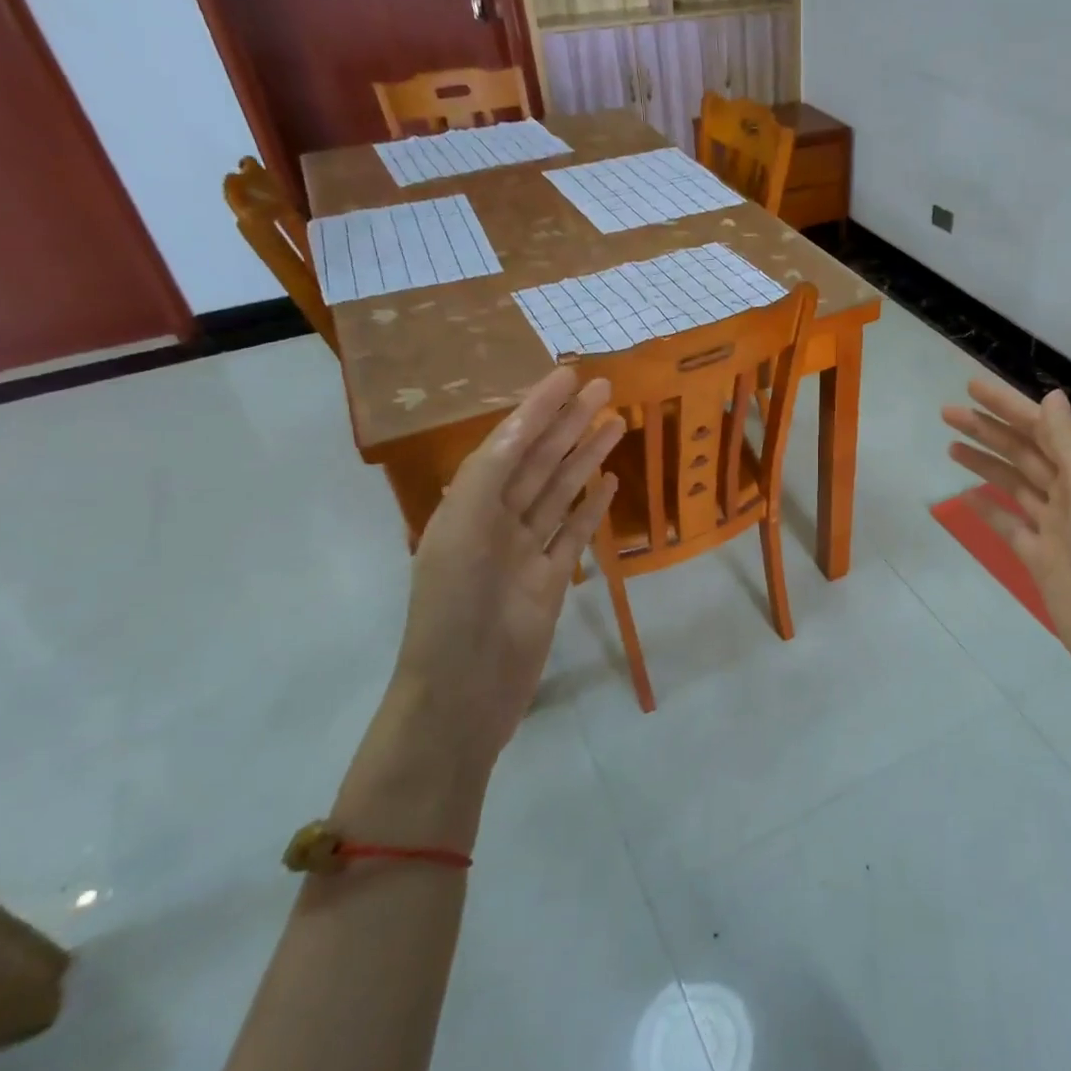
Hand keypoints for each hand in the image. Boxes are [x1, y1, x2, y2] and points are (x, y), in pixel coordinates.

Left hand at [394, 367, 622, 761]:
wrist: (461, 694)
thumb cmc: (453, 611)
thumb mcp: (460, 532)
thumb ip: (490, 475)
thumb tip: (523, 426)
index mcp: (468, 504)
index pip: (510, 441)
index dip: (538, 407)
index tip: (569, 375)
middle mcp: (496, 519)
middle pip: (540, 460)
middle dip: (570, 422)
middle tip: (606, 388)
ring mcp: (526, 551)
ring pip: (561, 491)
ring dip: (586, 456)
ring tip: (617, 423)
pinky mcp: (550, 580)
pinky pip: (574, 533)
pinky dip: (591, 506)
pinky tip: (610, 481)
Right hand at [941, 379, 1070, 696]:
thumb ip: (1070, 445)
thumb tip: (1051, 396)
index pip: (1044, 428)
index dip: (1009, 405)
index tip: (972, 387)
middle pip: (1024, 453)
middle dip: (988, 430)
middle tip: (947, 412)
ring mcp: (1056, 529)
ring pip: (1014, 484)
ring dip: (985, 463)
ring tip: (950, 444)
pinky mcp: (1040, 559)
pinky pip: (1010, 525)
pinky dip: (989, 508)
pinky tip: (966, 495)